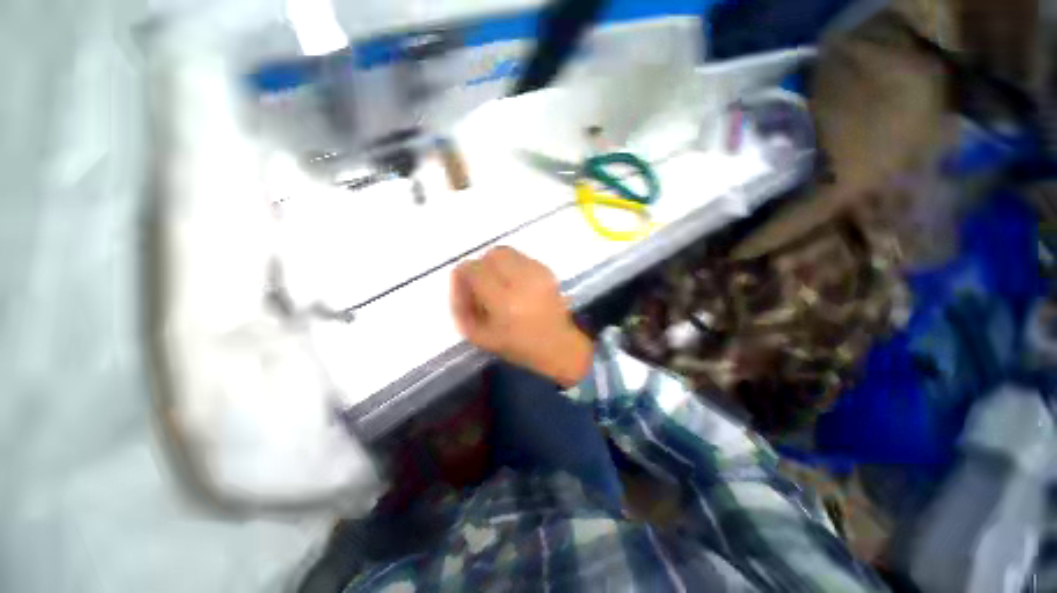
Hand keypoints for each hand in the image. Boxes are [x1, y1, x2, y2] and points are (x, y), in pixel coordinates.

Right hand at [451, 247, 592, 386]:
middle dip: (480, 267)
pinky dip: (511, 265)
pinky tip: (514, 283)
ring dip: (495, 264)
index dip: (462, 276)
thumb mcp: (481, 338)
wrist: (558, 345)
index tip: (465, 290)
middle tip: (481, 285)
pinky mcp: (547, 270)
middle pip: (490, 255)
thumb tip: (458, 284)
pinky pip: (520, 257)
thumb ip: (462, 310)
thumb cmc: (519, 347)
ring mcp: (537, 273)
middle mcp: (522, 281)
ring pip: (506, 252)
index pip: (473, 270)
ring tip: (498, 283)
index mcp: (504, 301)